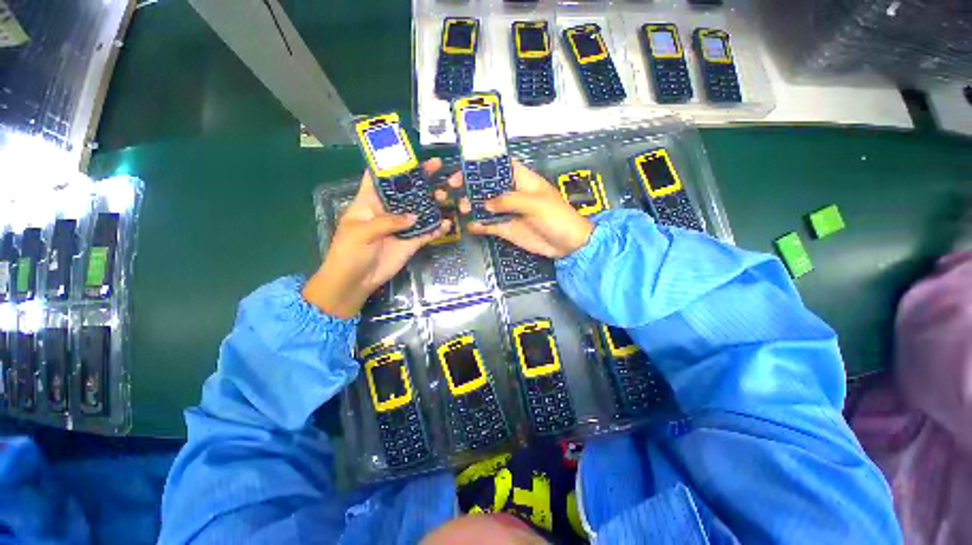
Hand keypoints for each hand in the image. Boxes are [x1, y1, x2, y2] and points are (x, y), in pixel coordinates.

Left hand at [303, 159, 452, 317]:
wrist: (356, 280)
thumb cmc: (349, 252)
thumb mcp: (361, 232)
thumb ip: (387, 221)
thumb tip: (414, 216)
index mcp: (370, 201)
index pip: (380, 176)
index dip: (392, 163)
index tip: (408, 151)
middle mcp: (389, 210)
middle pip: (408, 190)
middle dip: (422, 178)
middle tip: (439, 167)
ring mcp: (403, 226)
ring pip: (421, 209)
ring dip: (434, 201)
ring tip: (447, 194)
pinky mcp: (412, 241)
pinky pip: (428, 232)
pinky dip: (437, 228)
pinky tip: (447, 223)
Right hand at [437, 159, 592, 258]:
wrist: (567, 244)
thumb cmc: (556, 217)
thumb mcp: (534, 204)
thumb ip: (509, 201)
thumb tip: (486, 204)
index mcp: (523, 180)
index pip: (501, 165)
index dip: (484, 163)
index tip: (466, 166)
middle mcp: (512, 194)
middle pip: (488, 185)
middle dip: (471, 184)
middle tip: (454, 186)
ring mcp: (508, 212)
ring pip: (485, 205)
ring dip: (472, 205)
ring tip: (463, 208)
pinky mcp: (507, 229)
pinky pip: (489, 225)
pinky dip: (479, 225)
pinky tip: (471, 225)